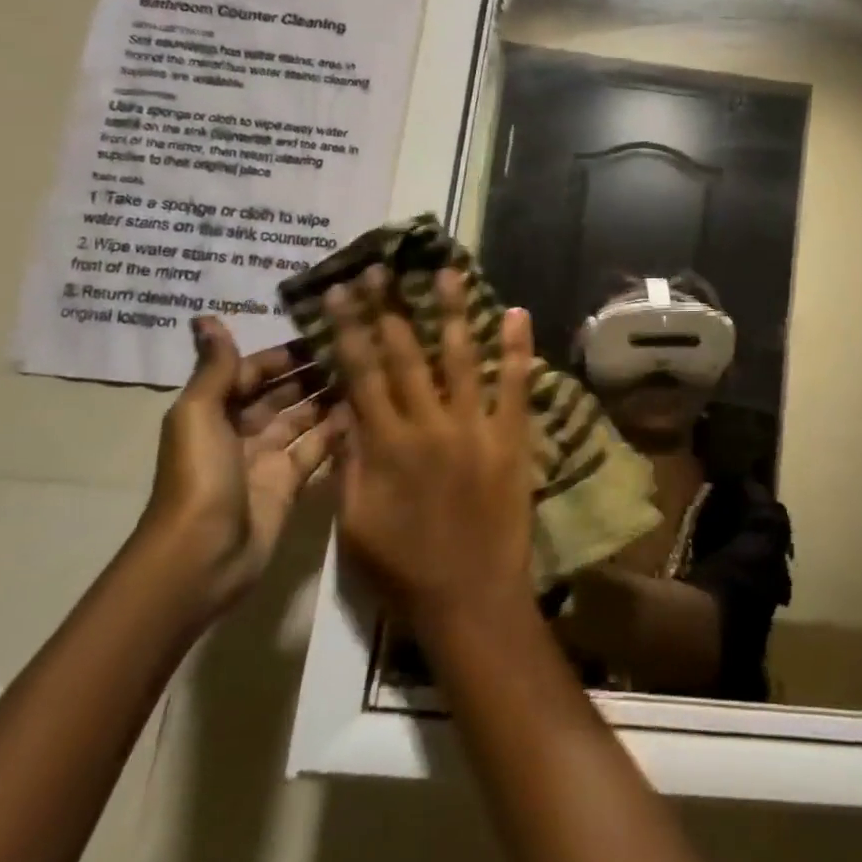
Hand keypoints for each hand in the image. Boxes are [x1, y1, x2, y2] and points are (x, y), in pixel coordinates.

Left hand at [138, 317, 345, 616]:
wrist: (202, 555)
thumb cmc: (199, 476)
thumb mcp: (199, 415)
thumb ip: (214, 369)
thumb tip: (206, 318)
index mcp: (216, 411)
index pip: (255, 371)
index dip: (287, 352)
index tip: (329, 330)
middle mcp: (242, 430)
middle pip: (283, 392)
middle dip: (315, 371)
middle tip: (361, 347)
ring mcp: (268, 458)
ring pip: (305, 417)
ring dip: (331, 396)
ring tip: (372, 371)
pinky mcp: (290, 483)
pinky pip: (318, 448)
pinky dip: (338, 430)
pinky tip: (368, 409)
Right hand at [328, 268, 535, 634]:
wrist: (468, 596)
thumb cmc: (402, 568)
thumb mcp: (354, 522)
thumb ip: (349, 463)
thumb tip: (345, 411)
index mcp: (382, 446)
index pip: (361, 374)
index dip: (350, 329)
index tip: (343, 291)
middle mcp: (426, 425)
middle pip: (404, 355)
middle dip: (390, 308)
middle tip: (383, 266)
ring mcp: (472, 428)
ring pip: (459, 358)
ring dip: (453, 312)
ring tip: (448, 272)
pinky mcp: (510, 437)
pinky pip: (513, 385)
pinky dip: (516, 348)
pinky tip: (517, 313)